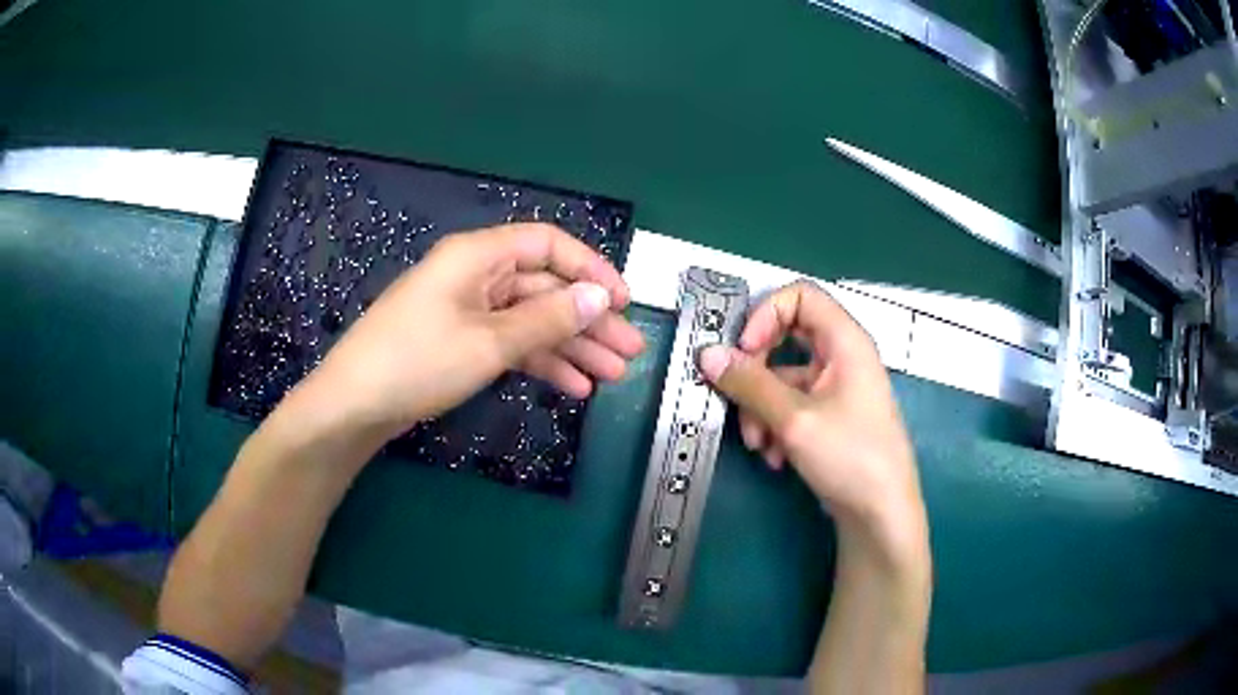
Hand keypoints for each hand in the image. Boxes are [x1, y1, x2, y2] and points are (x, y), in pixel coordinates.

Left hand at [300, 223, 644, 438]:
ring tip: (611, 375)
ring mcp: (468, 311)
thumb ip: (548, 319)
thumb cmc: (417, 362)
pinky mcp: (461, 342)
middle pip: (545, 287)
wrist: (354, 406)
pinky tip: (573, 386)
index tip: (622, 301)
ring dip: (572, 346)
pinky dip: (541, 362)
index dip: (590, 268)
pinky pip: (511, 344)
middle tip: (629, 351)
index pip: (548, 244)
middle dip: (588, 319)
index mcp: (478, 256)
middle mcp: (476, 275)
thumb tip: (598, 297)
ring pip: (532, 320)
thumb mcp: (489, 341)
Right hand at [698, 281, 923, 549]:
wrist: (880, 514)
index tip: (743, 350)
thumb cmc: (849, 456)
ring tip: (759, 444)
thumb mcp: (794, 419)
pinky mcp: (829, 417)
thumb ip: (749, 384)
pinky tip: (776, 456)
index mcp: (845, 340)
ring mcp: (836, 388)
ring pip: (783, 378)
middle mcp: (841, 356)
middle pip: (786, 338)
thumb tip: (707, 355)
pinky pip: (791, 405)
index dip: (766, 315)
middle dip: (756, 371)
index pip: (800, 296)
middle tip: (737, 395)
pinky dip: (776, 425)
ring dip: (761, 408)